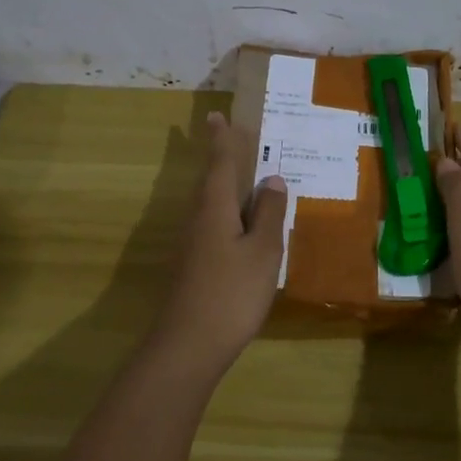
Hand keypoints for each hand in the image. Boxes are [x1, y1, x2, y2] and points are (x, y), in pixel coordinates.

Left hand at [152, 111, 288, 367]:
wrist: (189, 345)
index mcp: (214, 208)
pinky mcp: (194, 265)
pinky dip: (228, 214)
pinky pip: (213, 225)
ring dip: (225, 187)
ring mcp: (192, 244)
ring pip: (210, 204)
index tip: (216, 116)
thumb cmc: (231, 292)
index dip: (221, 140)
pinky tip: (242, 226)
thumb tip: (272, 179)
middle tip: (232, 139)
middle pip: (210, 181)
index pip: (219, 164)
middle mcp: (198, 219)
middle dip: (221, 159)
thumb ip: (268, 213)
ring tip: (245, 179)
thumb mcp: (262, 251)